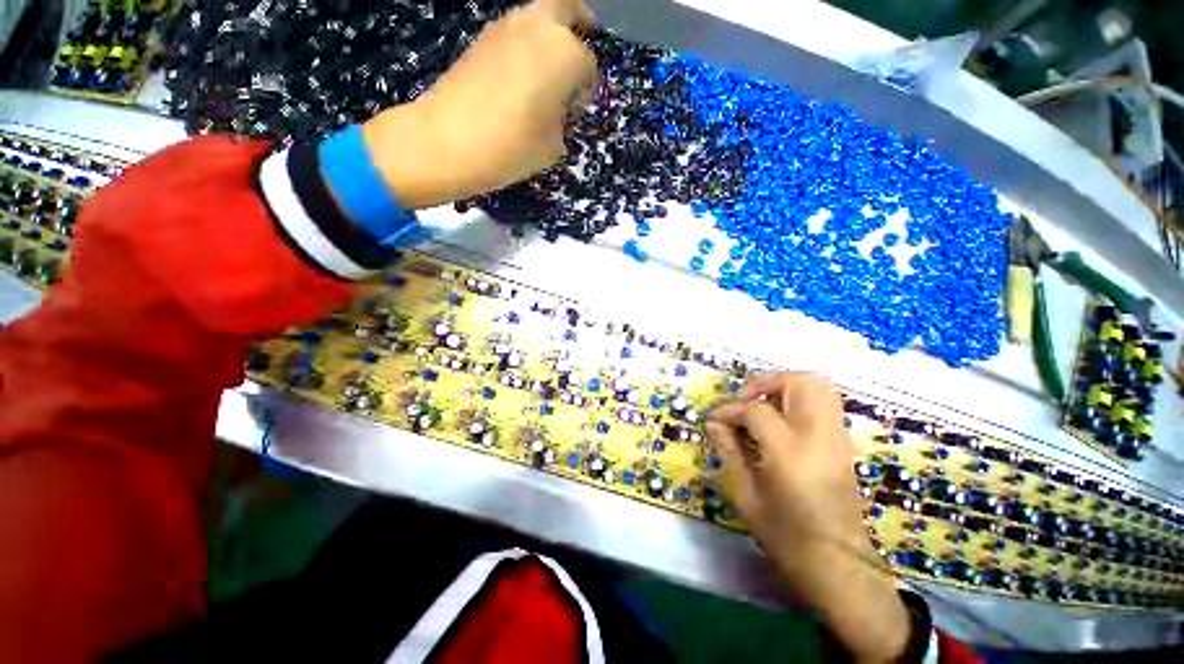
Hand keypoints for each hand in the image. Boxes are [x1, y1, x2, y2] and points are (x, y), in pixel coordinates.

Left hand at [361, 0, 597, 209]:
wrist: (447, 140)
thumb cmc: (511, 147)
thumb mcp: (552, 146)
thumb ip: (560, 120)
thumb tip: (554, 108)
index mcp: (564, 54)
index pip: (587, 64)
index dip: (587, 87)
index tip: (578, 108)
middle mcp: (538, 27)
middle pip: (566, 8)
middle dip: (577, 23)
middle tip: (578, 49)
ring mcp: (505, 27)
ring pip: (537, 16)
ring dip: (548, 36)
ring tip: (546, 70)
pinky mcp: (481, 38)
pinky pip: (514, 32)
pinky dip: (524, 45)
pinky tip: (520, 75)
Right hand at [706, 373, 910, 663]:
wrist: (841, 568)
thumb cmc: (786, 538)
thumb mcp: (745, 497)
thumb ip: (728, 452)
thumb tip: (714, 424)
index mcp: (789, 453)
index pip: (755, 410)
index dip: (730, 410)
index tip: (715, 420)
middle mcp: (819, 437)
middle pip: (798, 383)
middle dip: (766, 383)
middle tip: (745, 401)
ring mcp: (838, 439)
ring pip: (818, 387)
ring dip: (785, 387)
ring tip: (763, 405)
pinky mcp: (844, 445)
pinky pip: (825, 404)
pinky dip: (800, 400)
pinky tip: (782, 422)